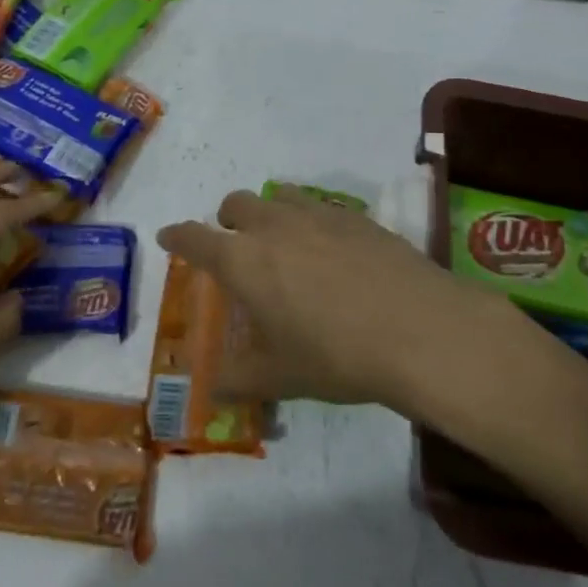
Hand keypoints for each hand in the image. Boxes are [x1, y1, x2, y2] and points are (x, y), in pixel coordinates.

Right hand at [157, 186, 486, 407]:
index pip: (195, 238)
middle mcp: (273, 226)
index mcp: (243, 260)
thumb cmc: (337, 355)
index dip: (178, 236)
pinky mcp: (355, 215)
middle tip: (236, 246)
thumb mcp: (281, 376)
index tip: (169, 236)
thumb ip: (239, 380)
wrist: (419, 329)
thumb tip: (213, 390)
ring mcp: (316, 214)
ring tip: (282, 241)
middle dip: (227, 221)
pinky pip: (318, 206)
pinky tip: (330, 249)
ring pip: (278, 196)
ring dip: (268, 212)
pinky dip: (309, 219)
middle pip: (236, 204)